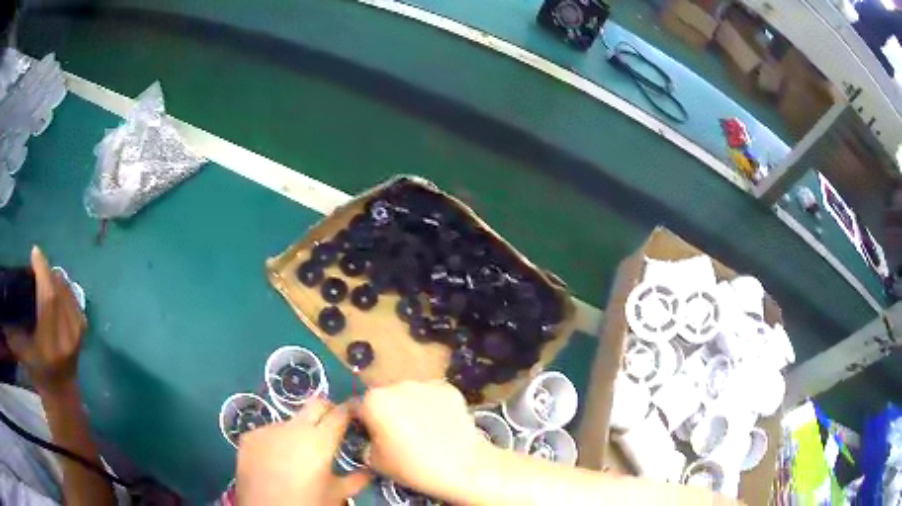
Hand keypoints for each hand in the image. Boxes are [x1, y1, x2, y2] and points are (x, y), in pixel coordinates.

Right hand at [4, 247, 84, 394]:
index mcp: (50, 342)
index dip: (42, 270)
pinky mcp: (83, 330)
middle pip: (58, 289)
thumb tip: (5, 306)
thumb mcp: (23, 353)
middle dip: (47, 271)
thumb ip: (13, 331)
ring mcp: (77, 332)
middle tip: (37, 264)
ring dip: (55, 277)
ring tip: (44, 275)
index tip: (34, 252)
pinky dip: (63, 287)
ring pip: (67, 290)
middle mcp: (67, 335)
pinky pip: (74, 298)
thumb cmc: (39, 374)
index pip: (49, 296)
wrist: (62, 393)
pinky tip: (55, 286)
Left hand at [236, 398, 369, 505]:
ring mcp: (268, 429)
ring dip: (298, 432)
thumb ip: (356, 479)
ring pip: (290, 422)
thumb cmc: (307, 503)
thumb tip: (369, 470)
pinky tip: (274, 461)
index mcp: (320, 440)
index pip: (340, 413)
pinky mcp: (249, 436)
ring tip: (297, 455)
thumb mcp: (337, 495)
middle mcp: (294, 427)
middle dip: (327, 410)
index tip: (356, 414)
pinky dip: (275, 443)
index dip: (350, 411)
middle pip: (315, 404)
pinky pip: (268, 433)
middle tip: (332, 426)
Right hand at [356, 381, 491, 499]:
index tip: (369, 435)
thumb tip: (370, 439)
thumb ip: (365, 443)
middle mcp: (396, 385)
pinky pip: (433, 396)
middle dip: (387, 412)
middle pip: (384, 398)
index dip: (361, 422)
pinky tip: (441, 425)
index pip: (357, 407)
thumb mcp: (375, 462)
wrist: (463, 466)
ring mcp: (425, 384)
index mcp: (373, 401)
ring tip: (423, 431)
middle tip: (397, 435)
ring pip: (409, 395)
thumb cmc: (413, 467)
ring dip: (410, 407)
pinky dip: (433, 406)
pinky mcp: (449, 388)